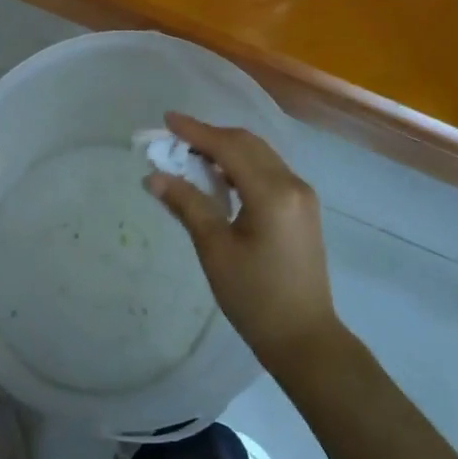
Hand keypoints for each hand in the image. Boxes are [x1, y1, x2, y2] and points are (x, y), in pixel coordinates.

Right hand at [144, 113, 342, 373]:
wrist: (304, 338)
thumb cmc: (255, 298)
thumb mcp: (215, 250)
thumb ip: (187, 205)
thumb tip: (153, 176)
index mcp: (273, 192)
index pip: (229, 147)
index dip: (196, 131)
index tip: (167, 120)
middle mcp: (293, 183)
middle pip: (247, 144)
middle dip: (210, 136)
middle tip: (174, 140)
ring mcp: (302, 195)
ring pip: (259, 155)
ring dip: (226, 150)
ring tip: (190, 156)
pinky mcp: (302, 208)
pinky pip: (268, 171)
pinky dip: (241, 166)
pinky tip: (219, 179)